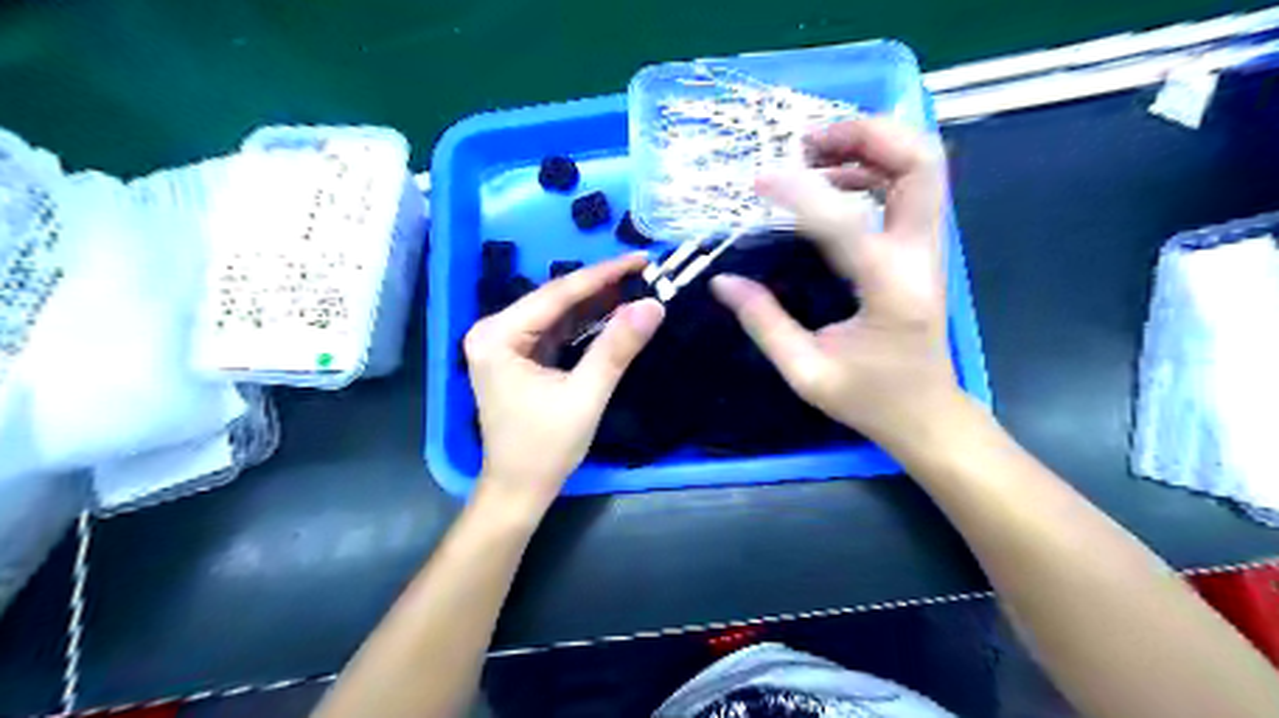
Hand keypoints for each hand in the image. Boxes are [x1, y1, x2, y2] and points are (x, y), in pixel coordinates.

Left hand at [467, 256, 663, 512]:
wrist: (520, 490)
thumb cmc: (545, 447)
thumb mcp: (586, 395)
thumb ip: (616, 348)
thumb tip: (652, 305)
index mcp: (498, 336)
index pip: (557, 295)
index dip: (603, 275)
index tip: (641, 259)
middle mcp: (494, 332)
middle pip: (555, 300)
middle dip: (600, 287)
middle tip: (644, 272)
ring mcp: (504, 344)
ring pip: (557, 314)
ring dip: (595, 304)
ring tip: (636, 287)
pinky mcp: (518, 357)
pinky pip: (555, 331)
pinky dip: (584, 325)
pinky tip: (612, 313)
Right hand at [708, 115, 960, 446]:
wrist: (926, 413)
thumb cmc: (870, 399)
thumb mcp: (807, 372)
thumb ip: (764, 323)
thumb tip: (723, 283)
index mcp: (890, 289)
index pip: (845, 219)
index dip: (799, 192)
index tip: (759, 181)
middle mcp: (920, 256)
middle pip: (920, 162)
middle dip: (865, 135)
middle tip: (808, 142)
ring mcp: (929, 248)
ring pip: (921, 165)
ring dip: (871, 145)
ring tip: (814, 154)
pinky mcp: (923, 249)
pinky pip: (909, 187)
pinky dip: (874, 168)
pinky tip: (832, 184)